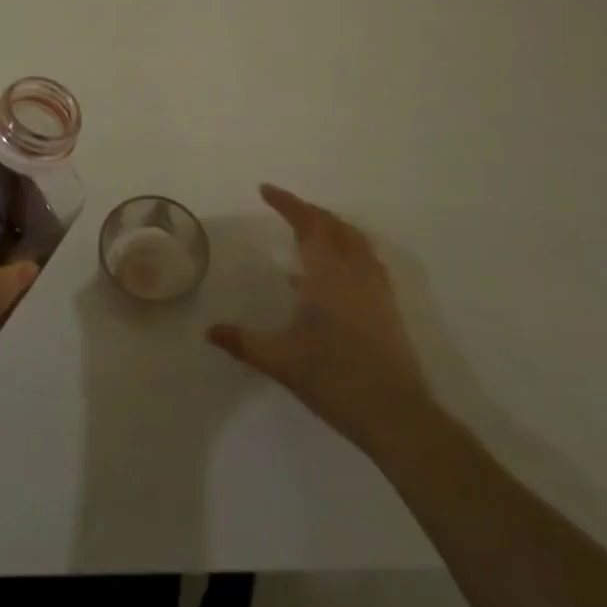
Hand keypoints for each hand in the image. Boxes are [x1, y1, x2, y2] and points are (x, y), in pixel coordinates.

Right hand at [208, 184, 435, 449]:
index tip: (265, 190)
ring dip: (331, 226)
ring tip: (308, 231)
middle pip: (333, 225)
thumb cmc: (335, 380)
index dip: (287, 203)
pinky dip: (347, 248)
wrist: (397, 416)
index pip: (307, 224)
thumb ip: (243, 342)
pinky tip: (332, 274)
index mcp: (327, 275)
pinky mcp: (388, 306)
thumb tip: (209, 331)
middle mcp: (354, 272)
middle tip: (284, 207)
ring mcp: (376, 288)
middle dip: (308, 211)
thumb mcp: (281, 361)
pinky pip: (366, 259)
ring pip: (354, 240)